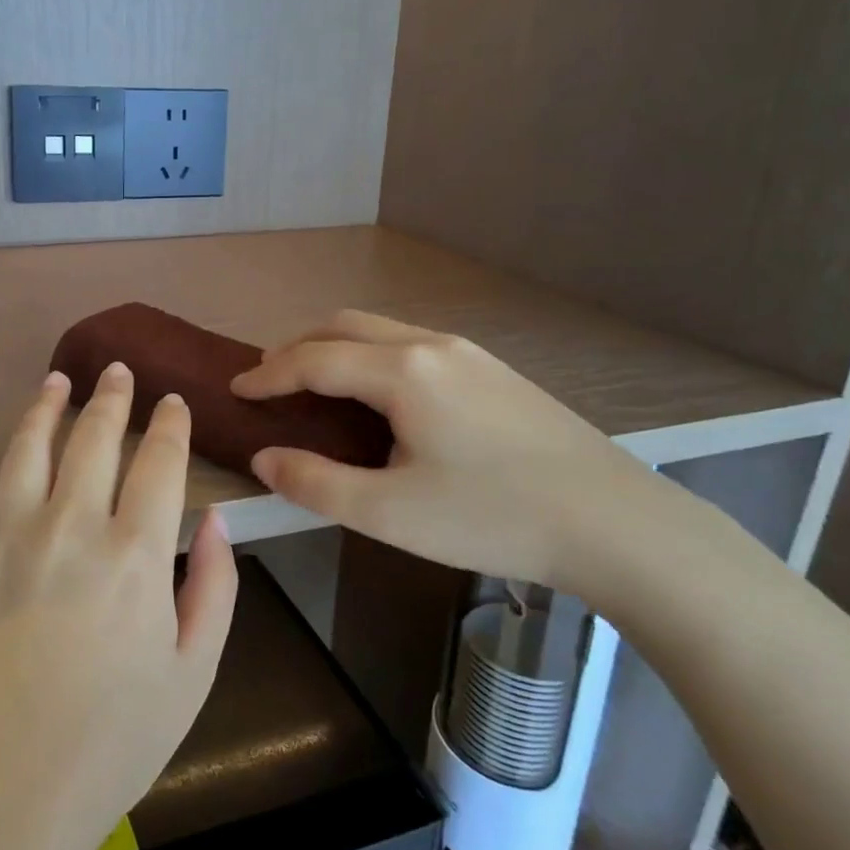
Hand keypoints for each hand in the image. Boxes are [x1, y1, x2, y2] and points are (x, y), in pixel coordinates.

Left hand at [0, 363, 237, 849]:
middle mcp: (72, 527)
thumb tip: (220, 520)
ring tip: (56, 380)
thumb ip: (215, 588)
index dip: (169, 426)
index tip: (173, 403)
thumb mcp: (193, 672)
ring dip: (45, 406)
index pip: (159, 463)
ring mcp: (8, 538)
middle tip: (117, 371)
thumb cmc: (115, 738)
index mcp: (136, 554)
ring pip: (28, 447)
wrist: (8, 789)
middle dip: (112, 398)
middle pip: (95, 439)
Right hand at [231, 310, 682, 604]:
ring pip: (382, 331)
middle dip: (298, 348)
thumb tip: (265, 458)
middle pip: (345, 326)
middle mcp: (432, 346)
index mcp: (403, 372)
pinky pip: (412, 346)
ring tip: (317, 388)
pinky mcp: (493, 371)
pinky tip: (380, 399)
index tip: (236, 389)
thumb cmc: (492, 517)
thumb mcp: (390, 512)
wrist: (614, 522)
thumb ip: (315, 483)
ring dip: (337, 349)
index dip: (268, 374)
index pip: (314, 359)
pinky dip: (372, 358)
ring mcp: (469, 354)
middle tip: (270, 383)